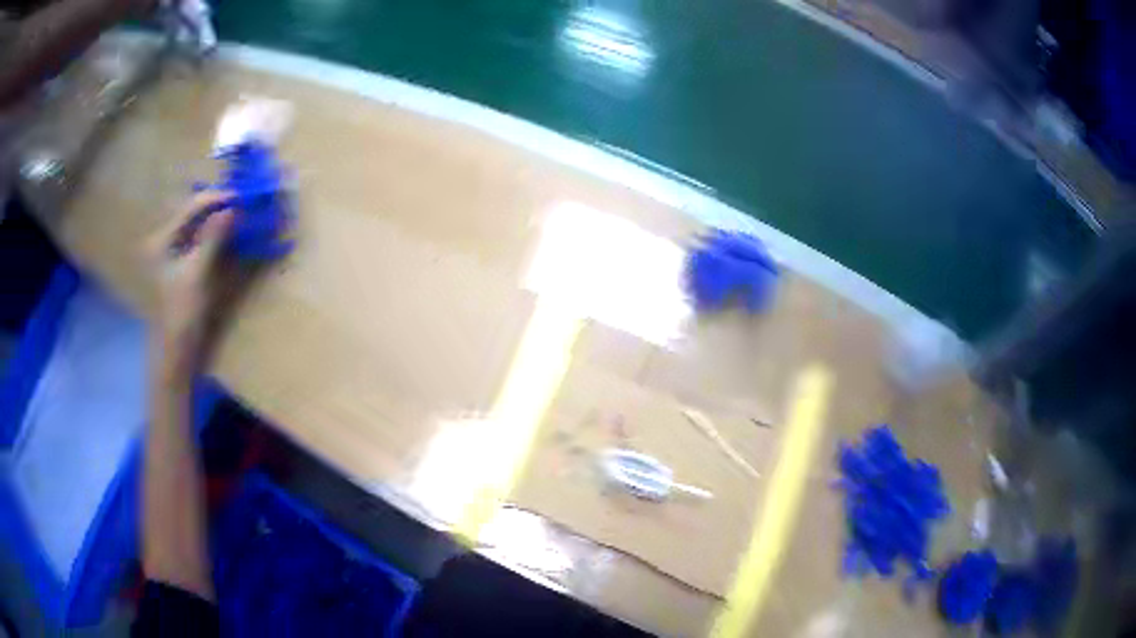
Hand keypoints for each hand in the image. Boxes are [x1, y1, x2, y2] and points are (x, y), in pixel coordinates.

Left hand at [146, 191, 234, 381]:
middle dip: (219, 207)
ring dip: (219, 220)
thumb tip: (233, 208)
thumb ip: (212, 239)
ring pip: (199, 226)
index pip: (192, 208)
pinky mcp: (182, 265)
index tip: (242, 197)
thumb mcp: (197, 275)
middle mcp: (165, 241)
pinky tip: (230, 234)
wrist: (176, 353)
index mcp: (162, 240)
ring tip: (241, 215)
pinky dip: (216, 235)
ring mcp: (173, 253)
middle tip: (244, 204)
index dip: (217, 199)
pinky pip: (201, 240)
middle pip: (194, 214)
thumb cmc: (181, 315)